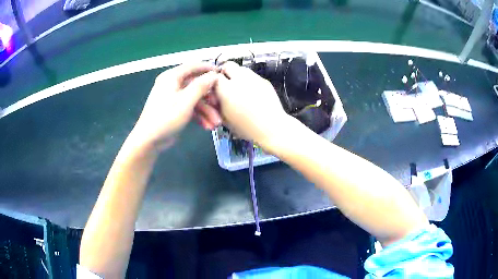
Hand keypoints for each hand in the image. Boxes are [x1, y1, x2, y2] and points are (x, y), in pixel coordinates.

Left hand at [131, 63, 221, 150]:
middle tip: (220, 105)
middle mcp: (172, 84)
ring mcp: (174, 98)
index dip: (208, 68)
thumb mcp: (186, 101)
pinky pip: (190, 108)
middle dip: (209, 98)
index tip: (222, 74)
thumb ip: (201, 85)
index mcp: (172, 77)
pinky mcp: (175, 110)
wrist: (149, 140)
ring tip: (216, 123)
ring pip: (195, 99)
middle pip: (196, 85)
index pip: (193, 66)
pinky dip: (199, 116)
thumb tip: (214, 75)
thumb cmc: (166, 117)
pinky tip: (207, 126)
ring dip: (207, 111)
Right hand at [214, 62, 290, 149]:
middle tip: (226, 83)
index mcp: (227, 89)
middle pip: (228, 65)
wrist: (271, 128)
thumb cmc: (247, 127)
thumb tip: (214, 97)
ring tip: (240, 89)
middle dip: (225, 72)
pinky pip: (254, 76)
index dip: (213, 82)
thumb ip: (217, 104)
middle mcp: (240, 79)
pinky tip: (252, 93)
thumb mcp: (225, 119)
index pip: (214, 76)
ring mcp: (254, 78)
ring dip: (238, 75)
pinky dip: (250, 81)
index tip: (215, 88)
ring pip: (242, 69)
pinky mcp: (264, 81)